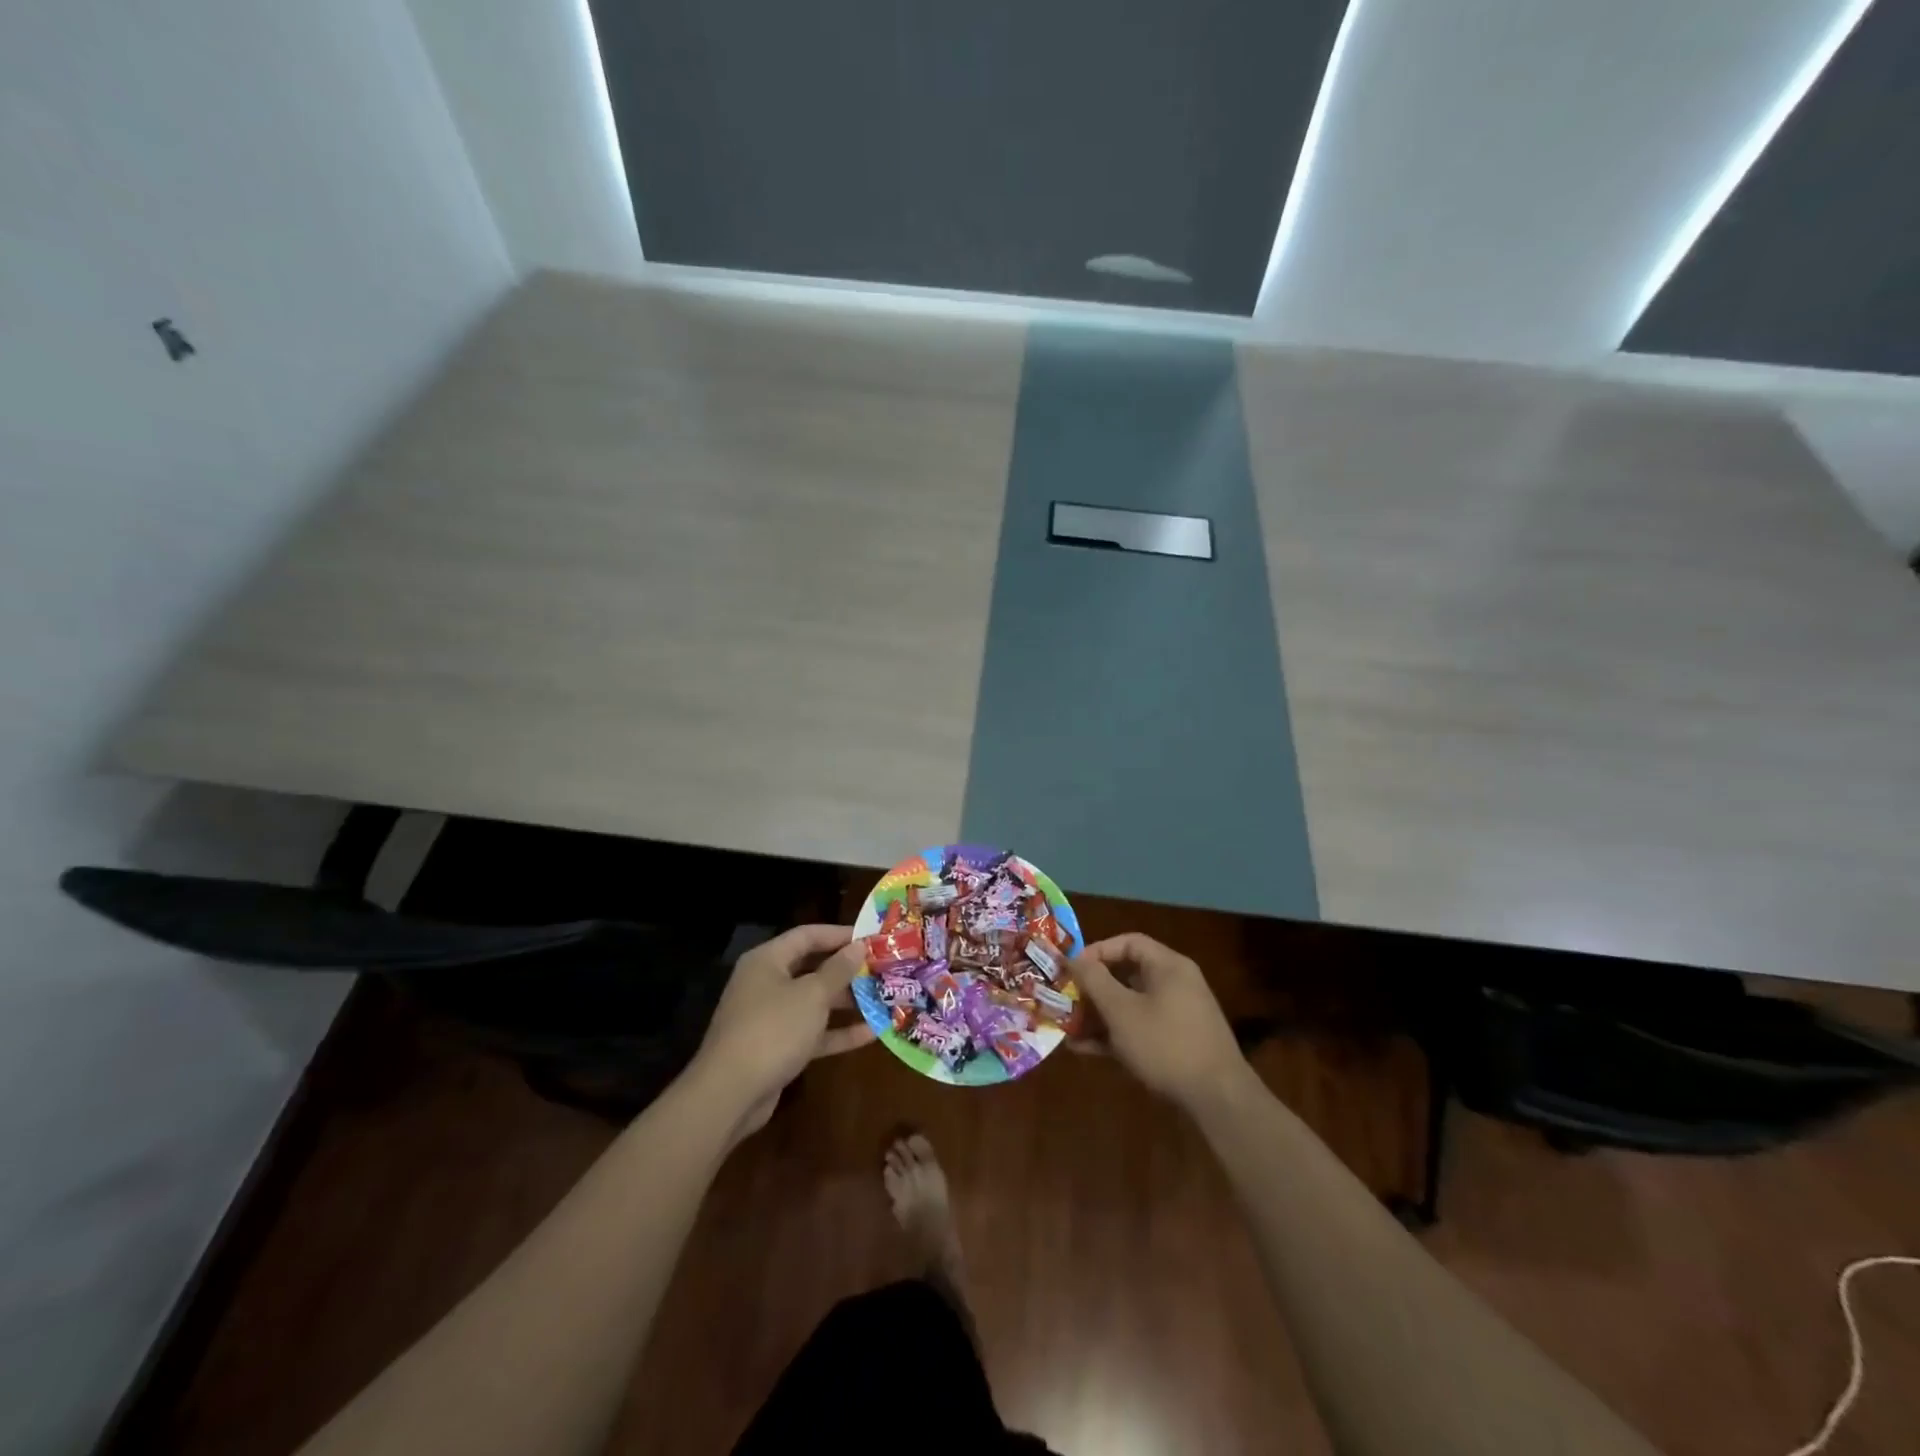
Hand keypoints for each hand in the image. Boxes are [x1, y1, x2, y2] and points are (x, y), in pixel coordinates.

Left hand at [691, 924, 874, 1139]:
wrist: (729, 1094)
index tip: (871, 939)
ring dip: (846, 1002)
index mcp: (767, 961)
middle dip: (846, 971)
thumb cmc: (773, 1029)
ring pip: (814, 1003)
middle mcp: (766, 983)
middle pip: (811, 968)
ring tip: (882, 999)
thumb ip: (838, 970)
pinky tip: (871, 1034)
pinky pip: (812, 1032)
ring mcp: (770, 1018)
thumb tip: (858, 947)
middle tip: (881, 970)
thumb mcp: (812, 996)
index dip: (839, 935)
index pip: (807, 936)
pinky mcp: (777, 1048)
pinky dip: (837, 1032)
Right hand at [1070, 933, 1256, 1113]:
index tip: (1072, 969)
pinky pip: (1140, 1028)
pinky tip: (1086, 1049)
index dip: (1096, 951)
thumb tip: (1073, 958)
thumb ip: (1095, 981)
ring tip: (1069, 1028)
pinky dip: (1115, 1034)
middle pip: (1127, 974)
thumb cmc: (1166, 1044)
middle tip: (1066, 999)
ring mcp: (1178, 1015)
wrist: (1218, 1099)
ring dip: (1099, 1015)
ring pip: (1130, 1005)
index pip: (1128, 943)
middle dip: (1093, 988)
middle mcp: (1175, 984)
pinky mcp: (1176, 1043)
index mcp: (1168, 966)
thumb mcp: (1122, 1011)